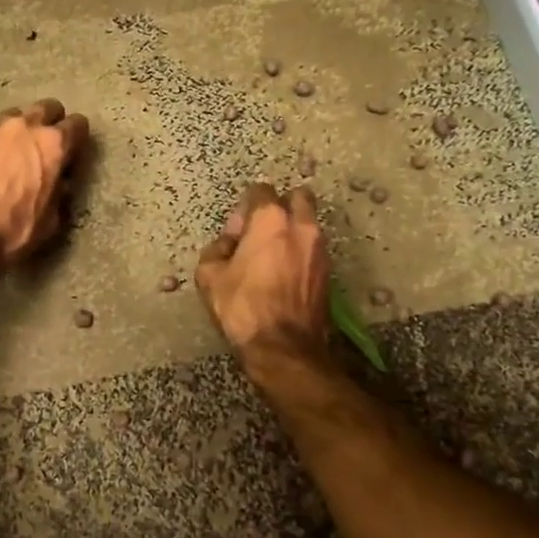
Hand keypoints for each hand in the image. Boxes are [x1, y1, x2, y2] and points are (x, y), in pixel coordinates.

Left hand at [0, 99, 90, 266]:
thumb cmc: (12, 230)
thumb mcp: (50, 221)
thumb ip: (59, 194)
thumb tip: (59, 183)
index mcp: (53, 145)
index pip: (77, 125)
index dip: (79, 137)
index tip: (75, 149)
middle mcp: (25, 126)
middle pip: (47, 108)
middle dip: (51, 122)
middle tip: (47, 144)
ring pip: (16, 115)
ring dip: (21, 129)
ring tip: (15, 150)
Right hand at [194, 183, 329, 354]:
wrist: (283, 347)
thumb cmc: (243, 307)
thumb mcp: (209, 277)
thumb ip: (216, 249)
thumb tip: (229, 243)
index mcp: (270, 220)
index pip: (261, 190)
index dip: (246, 206)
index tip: (237, 229)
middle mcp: (302, 227)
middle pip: (297, 197)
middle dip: (280, 206)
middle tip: (261, 231)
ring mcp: (320, 249)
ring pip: (308, 224)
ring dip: (292, 231)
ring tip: (272, 258)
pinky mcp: (329, 273)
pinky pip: (313, 250)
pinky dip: (300, 254)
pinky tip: (284, 276)